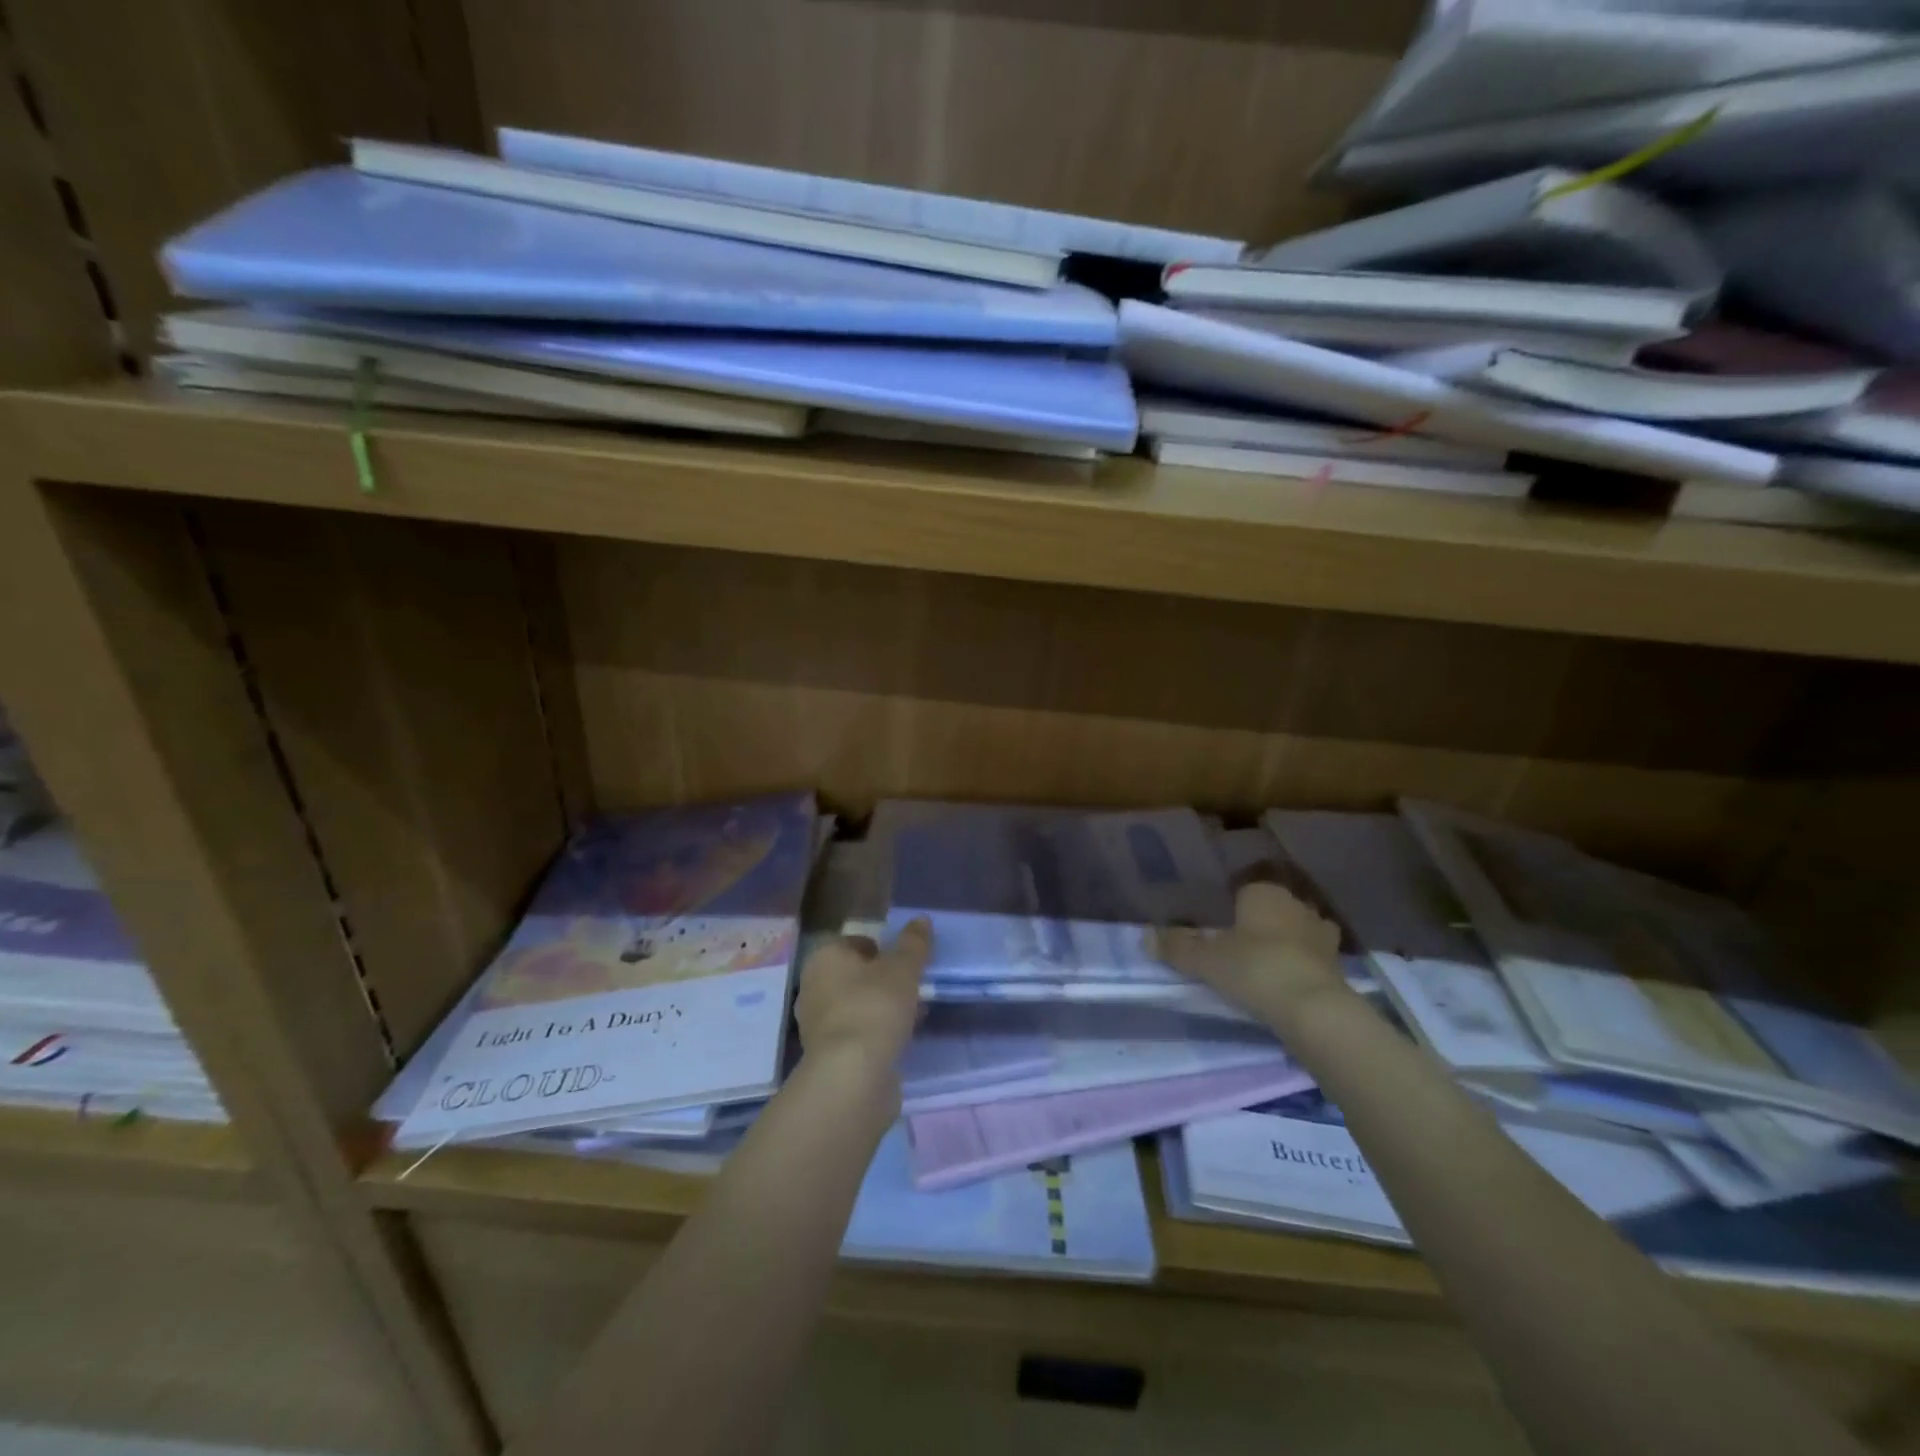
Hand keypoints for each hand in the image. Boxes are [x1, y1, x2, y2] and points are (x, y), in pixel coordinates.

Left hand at [794, 919, 931, 1080]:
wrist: (851, 1075)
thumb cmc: (875, 1007)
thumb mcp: (903, 968)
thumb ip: (913, 943)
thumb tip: (921, 919)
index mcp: (825, 958)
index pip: (855, 942)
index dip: (882, 948)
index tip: (906, 961)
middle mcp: (813, 986)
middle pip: (855, 975)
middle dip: (883, 980)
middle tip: (912, 987)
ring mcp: (816, 1023)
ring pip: (856, 1005)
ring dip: (882, 1007)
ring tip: (913, 1014)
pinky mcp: (827, 1055)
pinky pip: (857, 1033)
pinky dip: (876, 1032)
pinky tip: (900, 1039)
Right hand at [1157, 882, 1343, 1022]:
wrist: (1314, 1009)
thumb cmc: (1254, 969)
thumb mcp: (1205, 960)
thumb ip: (1176, 947)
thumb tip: (1144, 936)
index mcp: (1264, 893)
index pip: (1245, 890)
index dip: (1232, 908)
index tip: (1220, 930)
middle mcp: (1296, 905)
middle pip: (1273, 910)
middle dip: (1260, 925)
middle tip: (1239, 950)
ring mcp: (1322, 934)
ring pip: (1297, 932)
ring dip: (1286, 945)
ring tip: (1265, 968)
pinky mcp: (1340, 965)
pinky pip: (1313, 958)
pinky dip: (1302, 967)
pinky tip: (1289, 985)